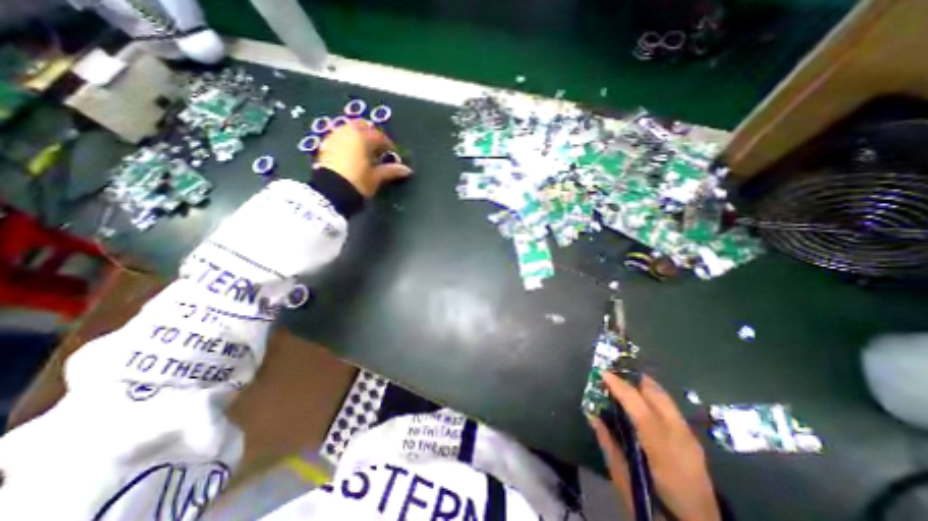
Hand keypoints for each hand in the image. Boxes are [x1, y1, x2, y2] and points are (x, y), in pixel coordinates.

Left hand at [315, 121, 413, 196]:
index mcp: (362, 137)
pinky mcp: (325, 145)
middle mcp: (347, 132)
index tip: (393, 155)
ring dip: (359, 138)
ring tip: (365, 153)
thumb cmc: (358, 182)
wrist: (331, 192)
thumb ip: (391, 170)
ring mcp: (334, 137)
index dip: (389, 146)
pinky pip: (340, 138)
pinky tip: (352, 156)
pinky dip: (348, 142)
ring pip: (349, 130)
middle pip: (362, 126)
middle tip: (379, 149)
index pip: (380, 136)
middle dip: (372, 135)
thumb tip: (407, 170)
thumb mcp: (377, 177)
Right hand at [590, 372, 718, 517]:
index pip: (640, 408)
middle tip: (612, 372)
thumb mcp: (625, 481)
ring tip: (622, 379)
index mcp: (663, 451)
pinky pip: (669, 406)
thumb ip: (608, 445)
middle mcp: (681, 438)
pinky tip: (639, 398)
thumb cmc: (657, 510)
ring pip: (665, 397)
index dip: (620, 387)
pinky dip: (652, 395)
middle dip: (633, 378)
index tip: (603, 373)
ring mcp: (690, 437)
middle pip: (657, 395)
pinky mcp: (693, 439)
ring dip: (642, 384)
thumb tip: (593, 416)